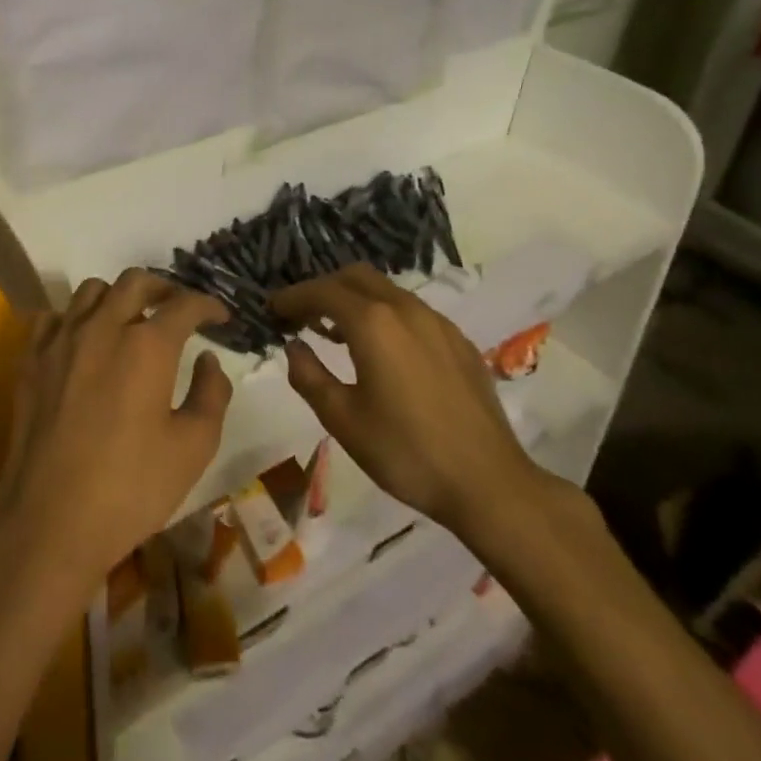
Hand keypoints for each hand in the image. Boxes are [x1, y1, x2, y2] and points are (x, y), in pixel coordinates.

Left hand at [0, 269, 233, 596]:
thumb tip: (208, 361)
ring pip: (91, 290)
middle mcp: (102, 327)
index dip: (208, 306)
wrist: (49, 522)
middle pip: (135, 281)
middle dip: (164, 287)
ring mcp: (60, 340)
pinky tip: (83, 342)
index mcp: (147, 346)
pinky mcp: (30, 360)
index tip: (221, 318)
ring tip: (130, 321)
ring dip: (118, 297)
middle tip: (177, 310)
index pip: (184, 304)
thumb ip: (211, 395)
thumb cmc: (130, 489)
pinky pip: (53, 316)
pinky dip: (75, 318)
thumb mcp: (193, 448)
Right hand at [272, 265, 550, 539]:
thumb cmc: (406, 453)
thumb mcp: (343, 420)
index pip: (322, 292)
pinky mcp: (459, 341)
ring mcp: (438, 323)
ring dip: (354, 300)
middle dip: (323, 289)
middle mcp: (406, 310)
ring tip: (335, 332)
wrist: (488, 483)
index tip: (272, 309)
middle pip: (355, 277)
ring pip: (386, 290)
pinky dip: (385, 314)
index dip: (292, 297)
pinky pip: (412, 311)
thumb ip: (309, 376)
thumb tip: (293, 347)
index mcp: (373, 324)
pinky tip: (382, 350)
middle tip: (301, 316)